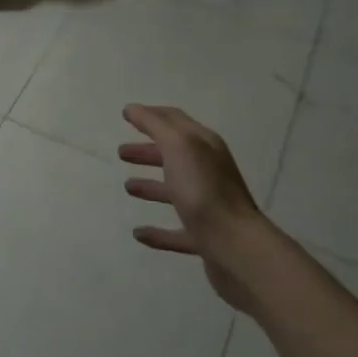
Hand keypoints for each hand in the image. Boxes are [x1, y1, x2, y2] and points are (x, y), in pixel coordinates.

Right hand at [120, 104, 265, 312]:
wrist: (236, 247)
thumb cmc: (204, 189)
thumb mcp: (178, 145)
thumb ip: (155, 124)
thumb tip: (133, 109)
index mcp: (204, 146)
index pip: (175, 121)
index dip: (151, 116)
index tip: (127, 115)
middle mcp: (208, 172)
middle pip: (173, 156)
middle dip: (148, 151)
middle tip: (121, 152)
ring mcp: (207, 207)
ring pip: (174, 191)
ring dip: (151, 187)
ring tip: (128, 187)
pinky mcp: (204, 238)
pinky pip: (176, 232)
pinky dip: (157, 233)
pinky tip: (138, 233)